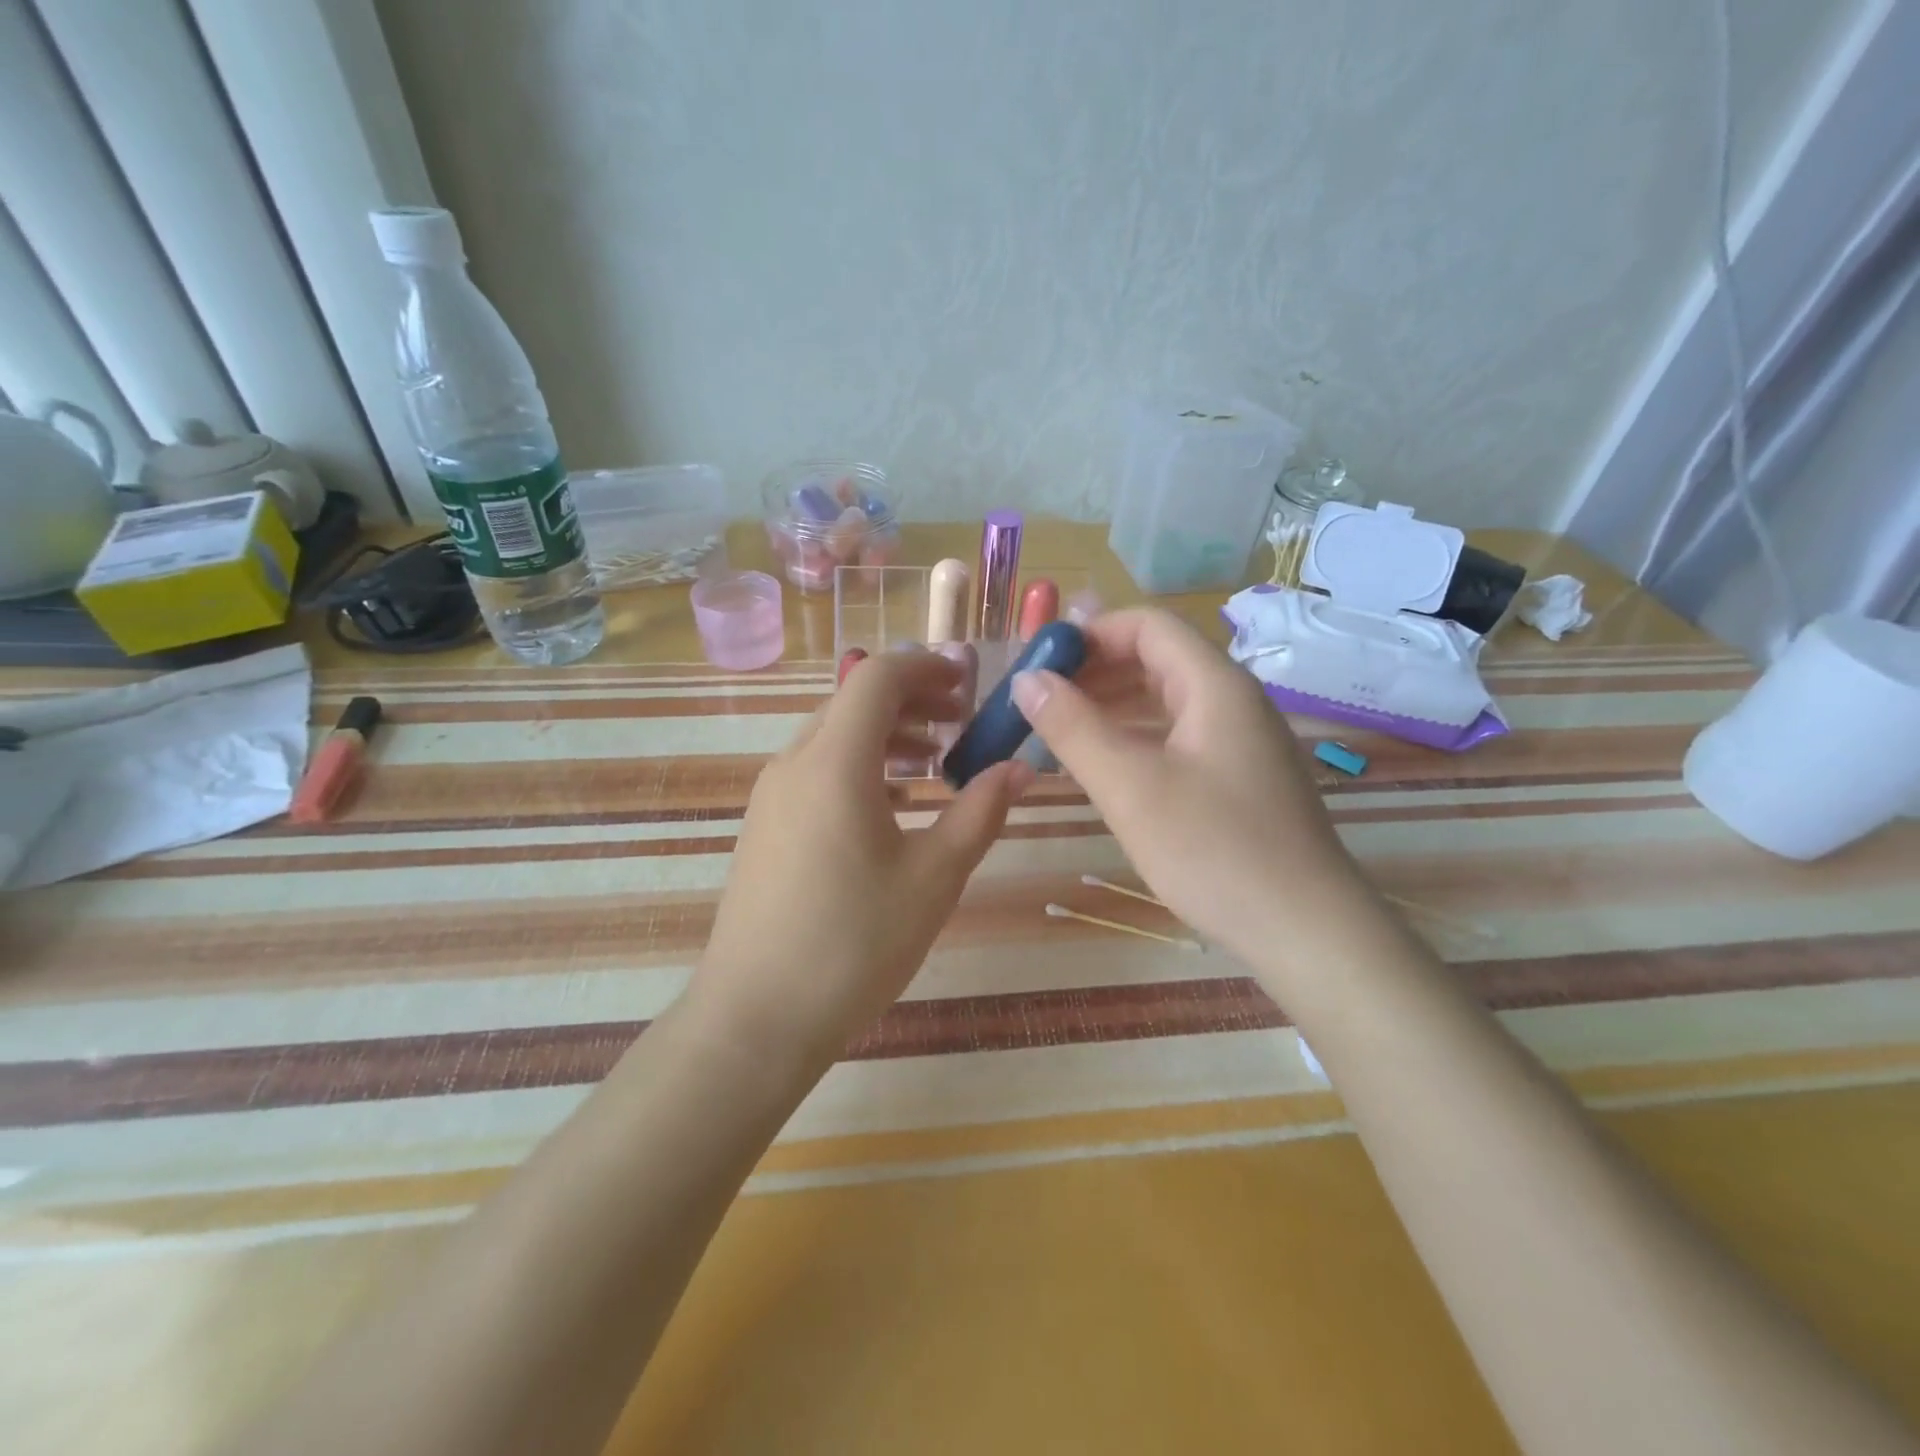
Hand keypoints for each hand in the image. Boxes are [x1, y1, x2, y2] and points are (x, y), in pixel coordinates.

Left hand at [688, 650, 1030, 1076]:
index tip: (970, 683)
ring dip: (886, 734)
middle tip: (963, 723)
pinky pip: (816, 770)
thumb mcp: (933, 878)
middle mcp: (794, 763)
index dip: (927, 667)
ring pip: (833, 735)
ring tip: (934, 762)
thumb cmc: (854, 944)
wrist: (756, 1017)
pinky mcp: (764, 826)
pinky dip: (859, 765)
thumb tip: (1021, 768)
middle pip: (853, 701)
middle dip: (912, 699)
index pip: (878, 677)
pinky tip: (891, 805)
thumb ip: (980, 812)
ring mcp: (771, 795)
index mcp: (834, 762)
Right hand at [1009, 608, 1373, 972]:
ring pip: (1167, 700)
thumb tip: (1026, 679)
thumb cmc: (1214, 850)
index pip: (1147, 625)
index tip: (1040, 663)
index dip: (1090, 633)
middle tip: (1041, 700)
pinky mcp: (1241, 777)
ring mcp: (1241, 740)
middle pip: (1157, 658)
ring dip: (1112, 705)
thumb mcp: (1130, 786)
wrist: (1306, 930)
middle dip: (1095, 670)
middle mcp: (1233, 700)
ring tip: (1060, 731)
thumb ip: (1073, 728)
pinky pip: (1179, 735)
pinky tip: (1105, 765)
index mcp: (1215, 685)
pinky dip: (1136, 737)